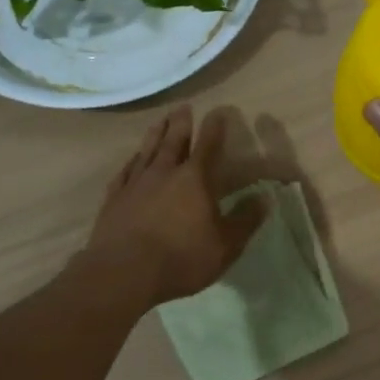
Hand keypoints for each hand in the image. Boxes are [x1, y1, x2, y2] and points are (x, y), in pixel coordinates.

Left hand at [85, 105, 263, 307]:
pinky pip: (124, 172)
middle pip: (173, 140)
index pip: (208, 146)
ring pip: (147, 151)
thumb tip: (264, 198)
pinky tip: (132, 159)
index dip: (215, 128)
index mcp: (195, 180)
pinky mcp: (114, 199)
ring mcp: (136, 184)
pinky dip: (131, 162)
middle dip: (181, 123)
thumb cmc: (181, 258)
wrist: (123, 273)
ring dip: (155, 134)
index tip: (219, 112)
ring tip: (160, 121)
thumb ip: (245, 220)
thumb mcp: (225, 246)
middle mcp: (164, 173)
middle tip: (183, 107)